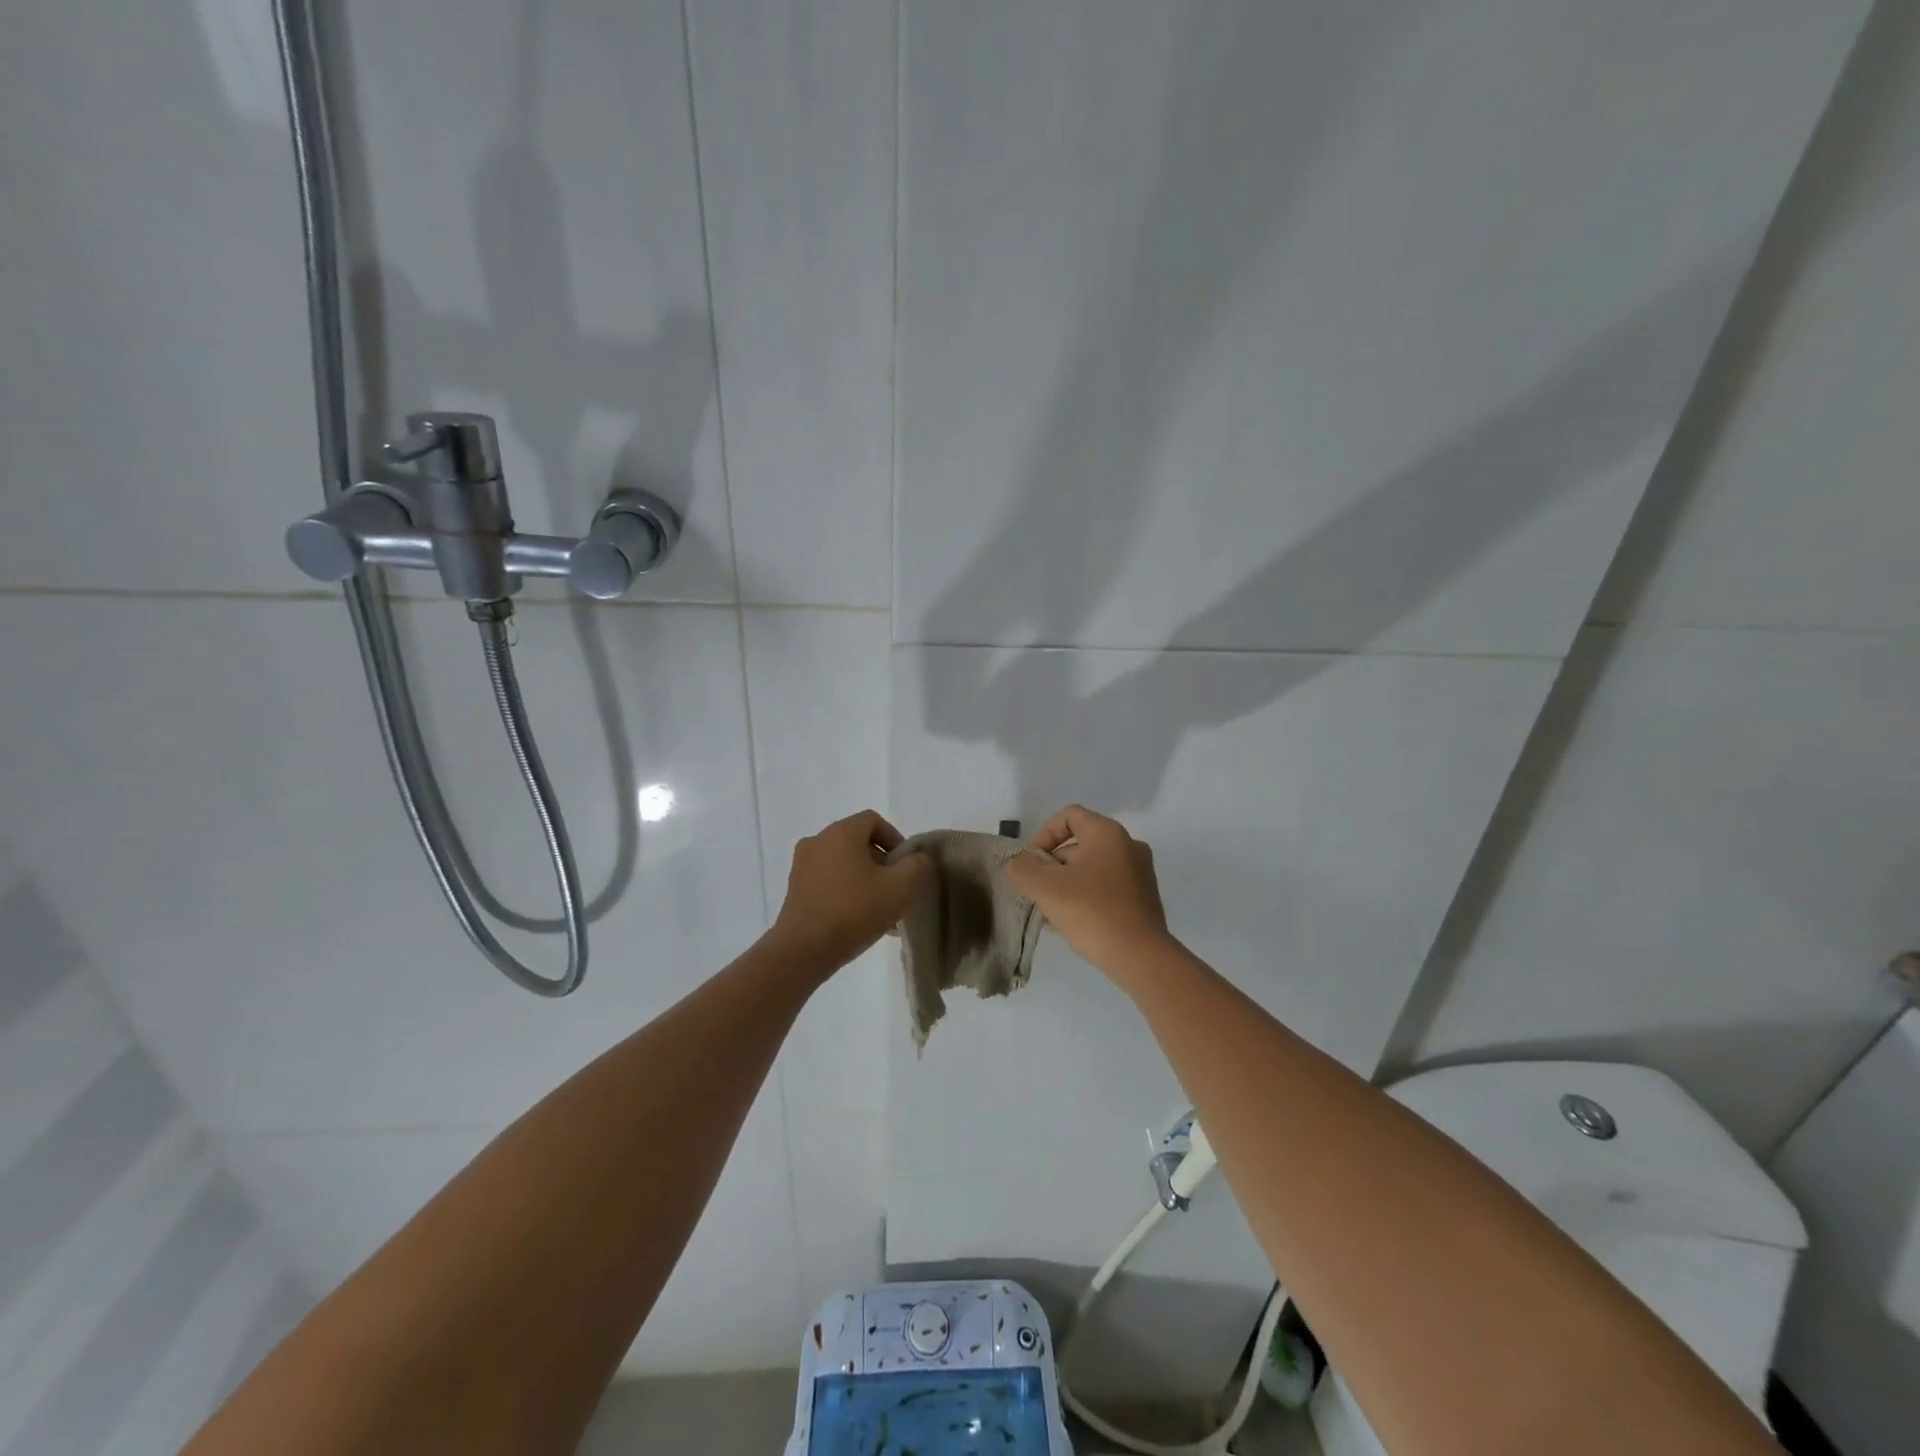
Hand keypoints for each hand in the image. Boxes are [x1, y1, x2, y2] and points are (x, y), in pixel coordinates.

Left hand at [769, 810, 930, 975]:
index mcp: (841, 832)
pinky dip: (843, 890)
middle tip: (894, 888)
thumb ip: (917, 865)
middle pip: (857, 841)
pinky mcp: (794, 889)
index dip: (895, 839)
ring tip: (877, 908)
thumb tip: (918, 858)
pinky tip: (856, 919)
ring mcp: (801, 865)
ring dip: (863, 878)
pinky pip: (826, 880)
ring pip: (842, 863)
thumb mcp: (901, 887)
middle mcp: (817, 841)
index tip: (905, 866)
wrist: (804, 950)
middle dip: (880, 861)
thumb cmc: (855, 910)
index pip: (873, 820)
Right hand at [1006, 805, 1175, 984]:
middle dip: (1052, 866)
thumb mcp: (1045, 888)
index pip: (1069, 816)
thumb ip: (1022, 868)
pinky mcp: (1143, 898)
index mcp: (1108, 833)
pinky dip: (1086, 897)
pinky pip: (1106, 887)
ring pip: (1091, 869)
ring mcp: (1140, 873)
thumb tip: (1020, 863)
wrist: (1140, 957)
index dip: (1044, 834)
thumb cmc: (1091, 912)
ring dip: (1067, 884)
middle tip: (1038, 892)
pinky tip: (1071, 923)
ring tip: (1051, 913)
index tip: (1032, 863)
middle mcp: (1128, 846)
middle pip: (1079, 844)